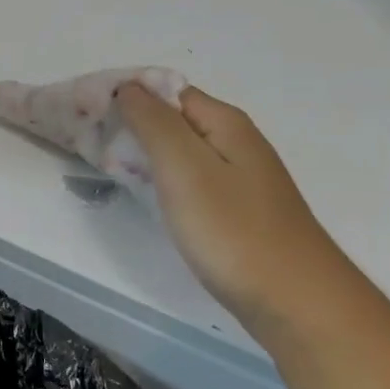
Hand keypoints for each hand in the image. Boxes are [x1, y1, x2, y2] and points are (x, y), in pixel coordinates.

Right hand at [117, 83, 343, 329]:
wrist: (296, 302)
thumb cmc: (234, 230)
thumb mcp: (184, 167)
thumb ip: (153, 122)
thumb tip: (128, 86)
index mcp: (225, 122)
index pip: (166, 91)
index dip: (128, 99)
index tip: (92, 120)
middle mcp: (237, 141)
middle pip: (175, 120)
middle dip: (134, 128)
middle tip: (97, 150)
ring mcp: (242, 177)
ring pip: (183, 153)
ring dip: (149, 157)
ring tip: (116, 174)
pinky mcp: (240, 210)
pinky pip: (194, 181)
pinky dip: (168, 184)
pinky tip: (154, 202)